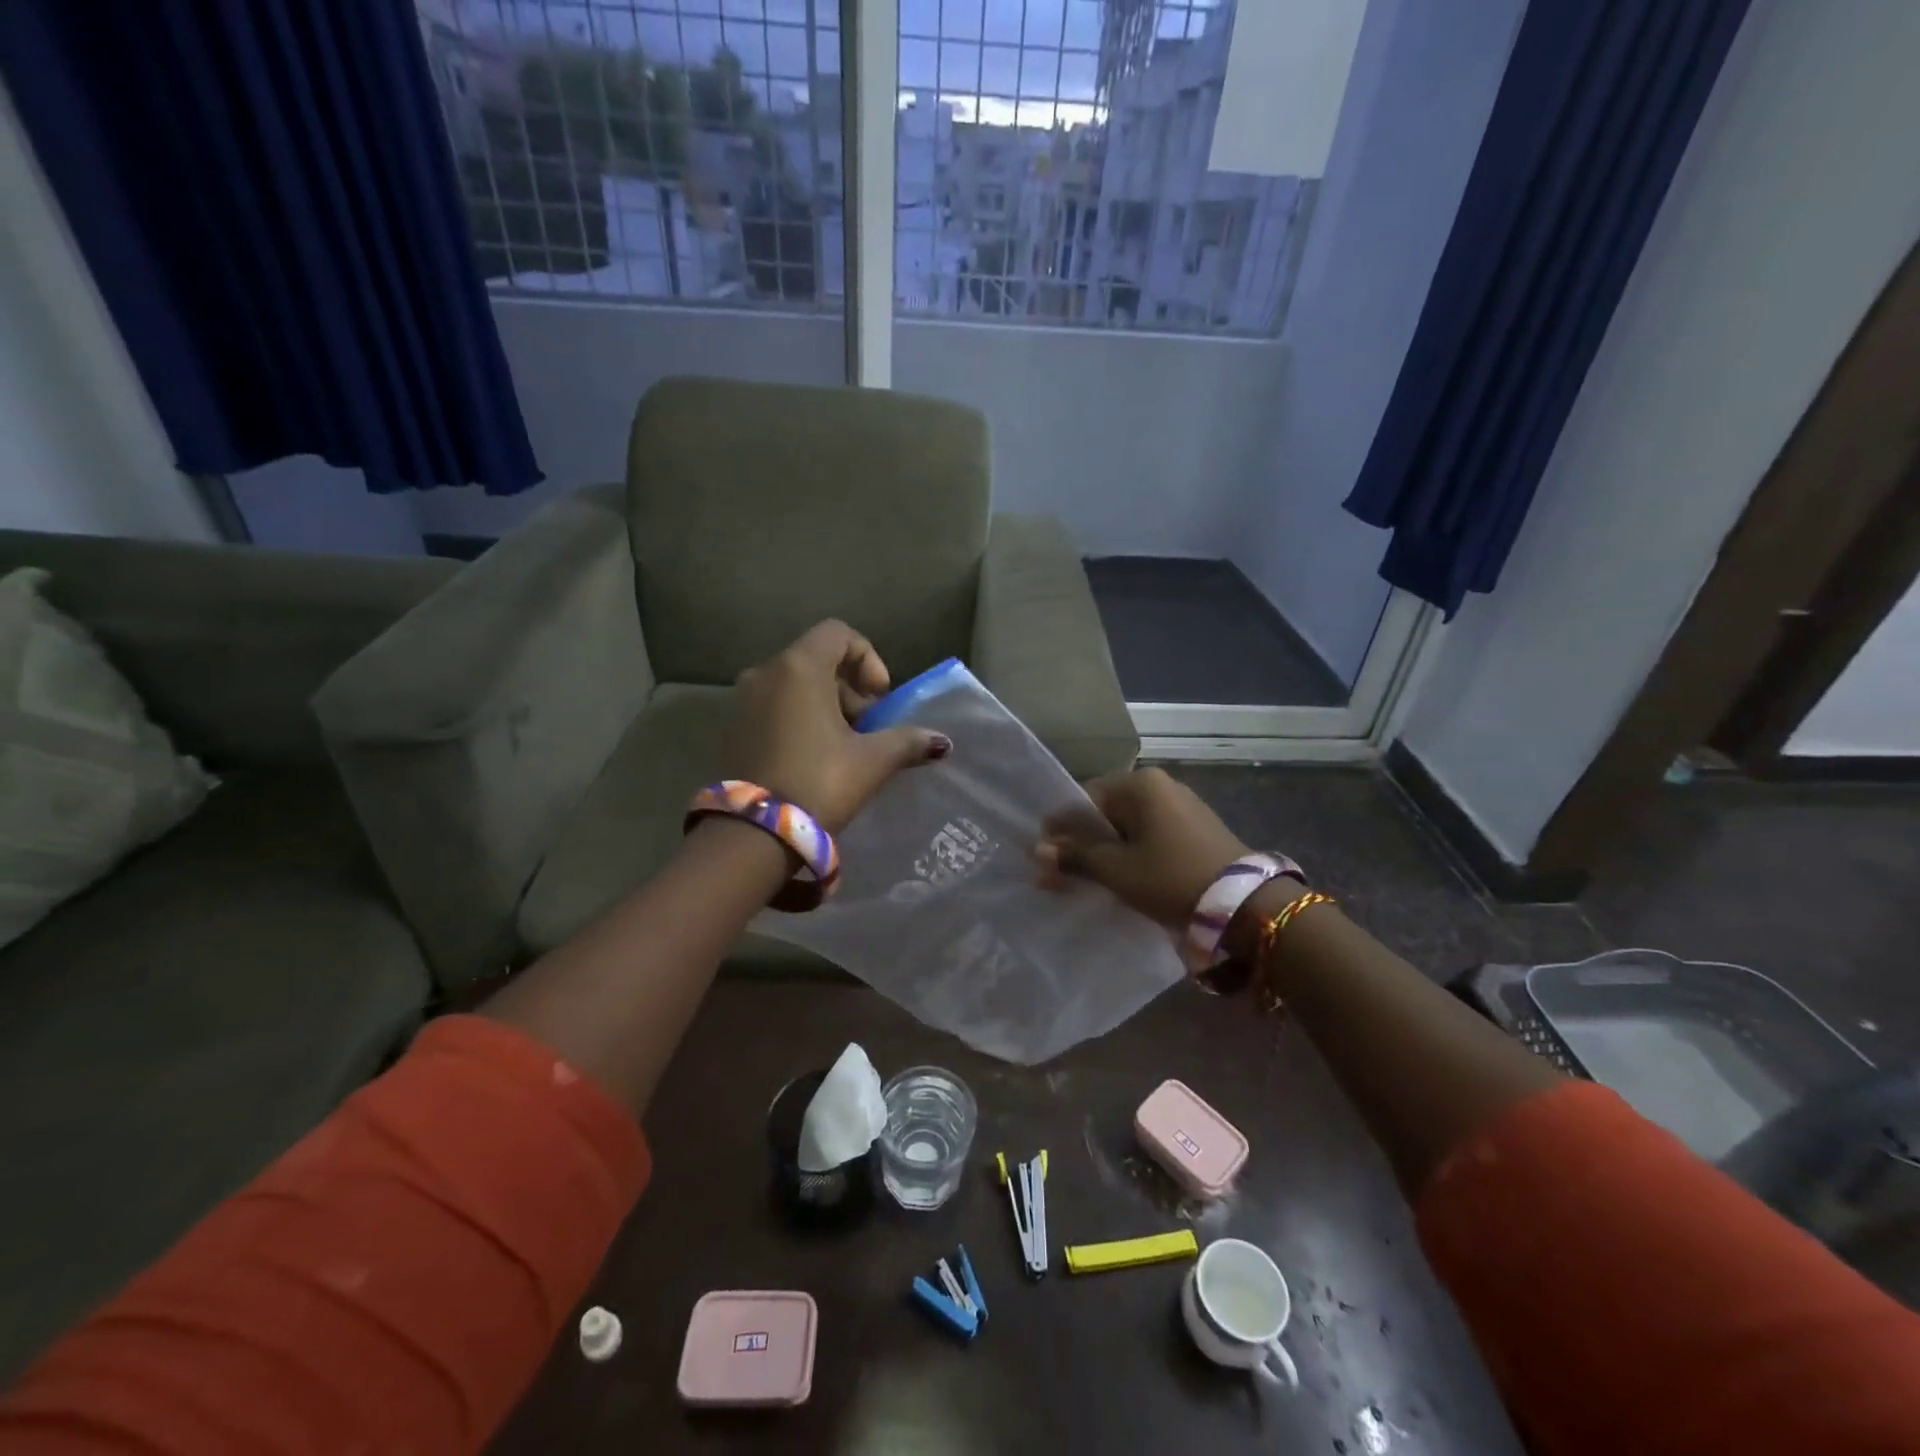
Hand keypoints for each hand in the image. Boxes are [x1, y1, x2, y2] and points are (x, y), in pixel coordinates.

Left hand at [729, 620, 950, 832]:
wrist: (754, 835)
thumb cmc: (818, 783)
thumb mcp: (872, 761)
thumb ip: (907, 741)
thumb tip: (941, 742)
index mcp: (798, 668)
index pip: (838, 633)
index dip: (868, 658)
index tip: (879, 697)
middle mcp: (765, 673)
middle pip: (817, 660)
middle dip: (850, 689)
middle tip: (868, 728)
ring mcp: (743, 701)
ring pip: (795, 686)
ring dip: (826, 706)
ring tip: (845, 747)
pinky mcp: (733, 729)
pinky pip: (775, 707)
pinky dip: (800, 719)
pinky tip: (815, 758)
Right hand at [1035, 768, 1248, 926]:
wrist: (1245, 905)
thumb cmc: (1170, 878)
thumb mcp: (1116, 870)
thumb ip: (1075, 857)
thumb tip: (1037, 850)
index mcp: (1140, 784)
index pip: (1083, 799)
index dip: (1059, 831)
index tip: (1042, 861)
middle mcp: (1161, 786)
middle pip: (1105, 813)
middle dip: (1079, 845)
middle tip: (1057, 877)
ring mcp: (1181, 807)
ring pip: (1127, 828)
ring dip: (1103, 853)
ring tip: (1084, 882)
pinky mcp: (1195, 831)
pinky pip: (1149, 837)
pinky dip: (1130, 856)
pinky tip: (1119, 879)